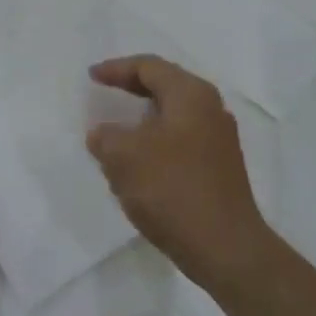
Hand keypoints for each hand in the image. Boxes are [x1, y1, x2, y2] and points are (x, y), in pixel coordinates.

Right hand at [86, 55, 276, 304]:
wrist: (224, 248)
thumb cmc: (172, 189)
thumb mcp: (123, 156)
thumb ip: (105, 136)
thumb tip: (104, 134)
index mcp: (191, 95)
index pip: (149, 67)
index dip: (116, 68)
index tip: (91, 76)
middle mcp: (211, 110)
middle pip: (165, 87)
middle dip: (131, 89)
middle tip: (104, 92)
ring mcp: (219, 141)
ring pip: (172, 117)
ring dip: (142, 120)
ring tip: (115, 130)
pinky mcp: (219, 169)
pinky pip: (180, 142)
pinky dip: (154, 143)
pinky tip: (138, 164)